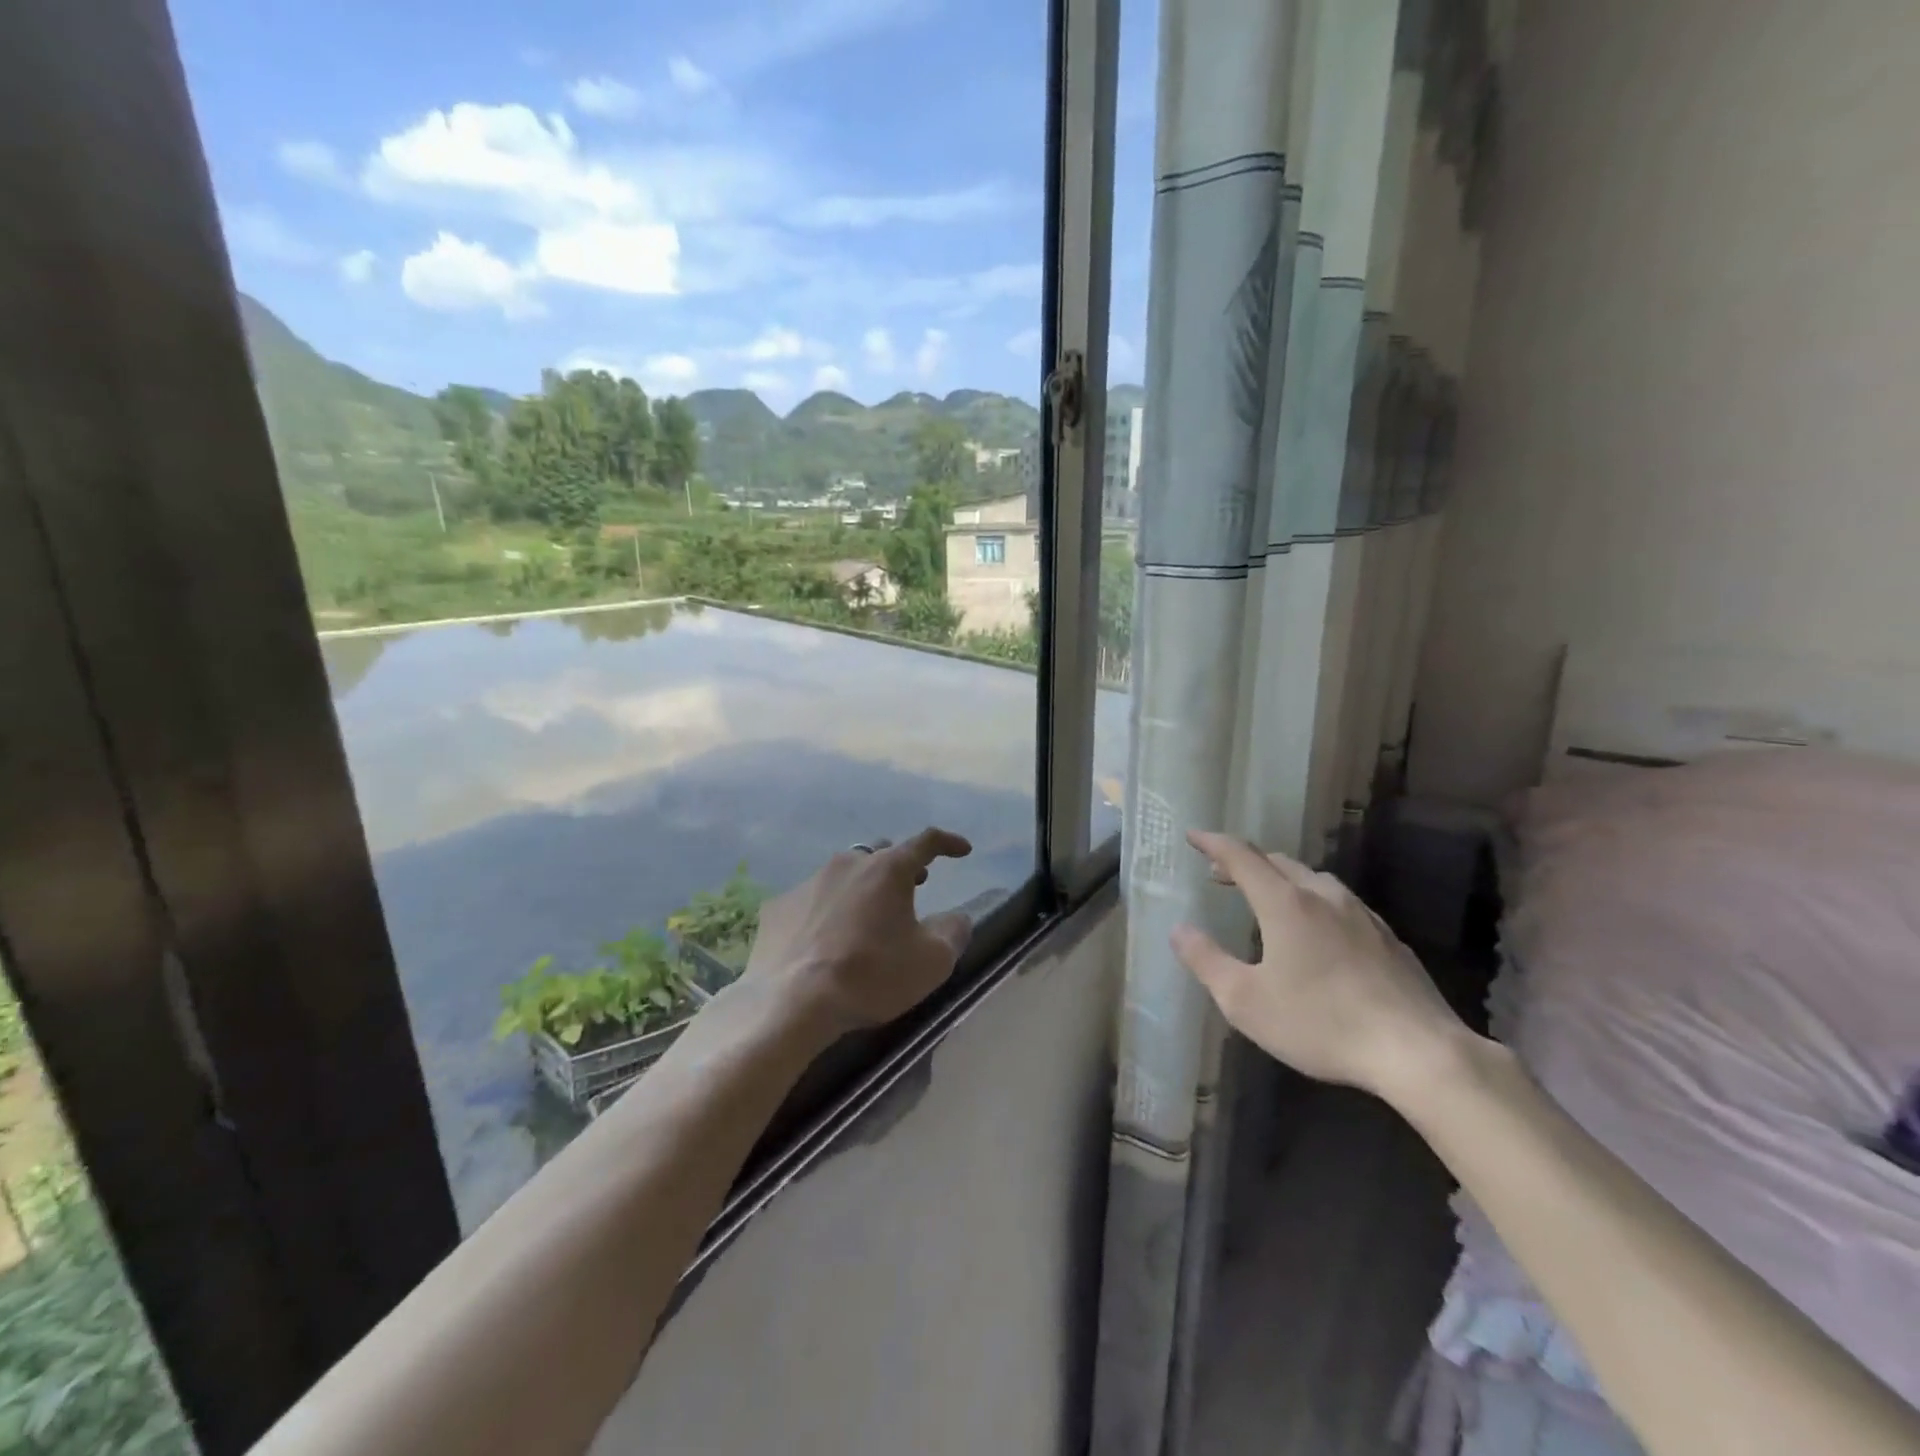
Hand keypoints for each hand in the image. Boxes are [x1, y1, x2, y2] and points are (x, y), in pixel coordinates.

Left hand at [744, 828, 974, 1035]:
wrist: (793, 1002)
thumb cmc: (872, 975)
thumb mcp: (932, 961)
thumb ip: (953, 932)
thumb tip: (956, 918)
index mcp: (888, 869)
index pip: (926, 841)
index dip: (948, 843)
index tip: (962, 850)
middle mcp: (847, 863)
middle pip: (881, 854)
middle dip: (901, 866)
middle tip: (914, 885)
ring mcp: (808, 882)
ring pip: (844, 873)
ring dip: (863, 887)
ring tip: (869, 915)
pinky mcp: (778, 906)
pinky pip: (812, 899)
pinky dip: (828, 910)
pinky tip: (827, 937)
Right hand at [1170, 830, 1467, 1100]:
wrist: (1419, 1052)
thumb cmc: (1321, 1024)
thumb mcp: (1246, 1001)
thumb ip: (1206, 961)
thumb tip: (1179, 930)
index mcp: (1285, 903)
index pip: (1241, 857)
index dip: (1213, 843)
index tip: (1193, 836)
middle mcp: (1323, 896)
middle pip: (1278, 862)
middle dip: (1244, 862)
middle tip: (1220, 874)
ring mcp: (1362, 915)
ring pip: (1313, 879)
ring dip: (1281, 879)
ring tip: (1266, 897)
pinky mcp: (1388, 938)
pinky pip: (1340, 903)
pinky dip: (1313, 901)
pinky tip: (1318, 930)